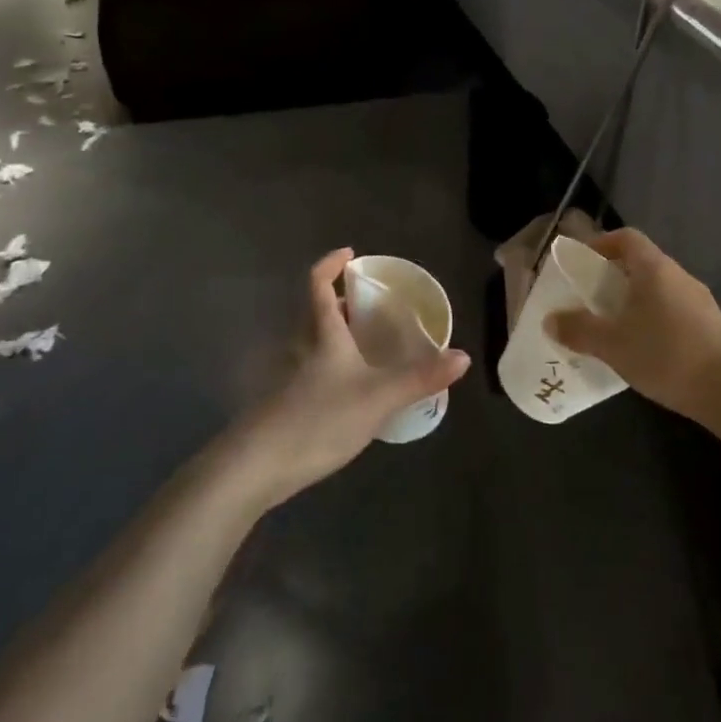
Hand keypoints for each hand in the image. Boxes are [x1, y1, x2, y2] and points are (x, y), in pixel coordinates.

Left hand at [232, 249, 469, 507]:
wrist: (256, 467)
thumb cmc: (319, 419)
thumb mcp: (378, 397)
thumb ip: (420, 377)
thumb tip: (463, 356)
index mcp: (322, 334)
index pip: (318, 285)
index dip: (331, 265)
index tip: (350, 254)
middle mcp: (301, 348)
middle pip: (316, 313)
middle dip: (341, 304)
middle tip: (370, 307)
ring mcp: (288, 377)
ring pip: (313, 343)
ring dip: (336, 336)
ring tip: (366, 346)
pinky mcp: (283, 404)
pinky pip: (311, 370)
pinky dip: (331, 367)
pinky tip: (349, 390)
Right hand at [545, 228, 720, 421]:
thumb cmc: (667, 355)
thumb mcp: (613, 345)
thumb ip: (579, 330)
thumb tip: (550, 321)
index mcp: (655, 268)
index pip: (626, 238)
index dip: (602, 243)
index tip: (582, 263)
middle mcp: (679, 276)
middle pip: (642, 263)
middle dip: (613, 278)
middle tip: (590, 300)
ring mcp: (700, 301)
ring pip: (659, 290)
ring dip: (634, 302)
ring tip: (614, 328)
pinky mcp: (712, 327)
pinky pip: (674, 312)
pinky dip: (654, 320)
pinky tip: (645, 351)